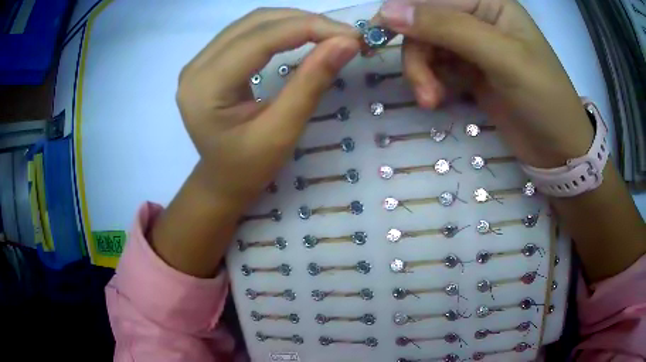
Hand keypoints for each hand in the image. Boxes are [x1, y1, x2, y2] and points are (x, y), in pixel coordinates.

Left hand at [176, 8, 359, 207]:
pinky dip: (280, 28)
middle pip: (255, 24)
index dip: (309, 28)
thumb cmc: (247, 168)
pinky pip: (247, 32)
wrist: (222, 180)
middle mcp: (196, 66)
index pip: (260, 39)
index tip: (351, 35)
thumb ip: (311, 83)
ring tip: (328, 34)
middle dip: (305, 22)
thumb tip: (347, 43)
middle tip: (344, 35)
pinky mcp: (208, 61)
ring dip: (294, 21)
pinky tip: (302, 34)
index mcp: (205, 87)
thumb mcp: (282, 132)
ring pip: (253, 23)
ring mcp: (199, 61)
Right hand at [379, 0, 645, 281]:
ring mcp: (472, 46)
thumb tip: (389, 10)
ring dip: (421, 73)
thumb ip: (448, 28)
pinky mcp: (468, 71)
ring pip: (426, 47)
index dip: (402, 13)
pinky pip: (435, 67)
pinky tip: (439, 99)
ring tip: (431, 101)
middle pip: (424, 23)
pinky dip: (431, 83)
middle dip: (416, 56)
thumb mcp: (502, 57)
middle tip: (424, 92)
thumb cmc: (543, 98)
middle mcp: (476, 18)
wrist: (558, 149)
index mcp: (487, 3)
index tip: (375, 38)